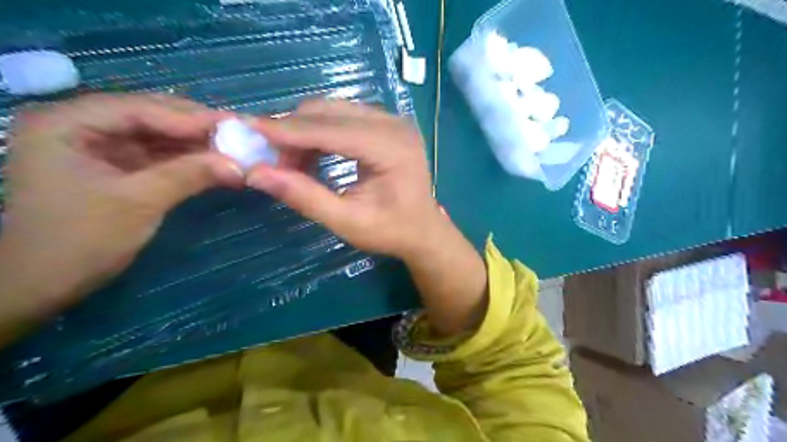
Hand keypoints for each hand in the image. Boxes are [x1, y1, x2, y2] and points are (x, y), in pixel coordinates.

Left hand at [0, 94, 243, 317]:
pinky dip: (186, 159)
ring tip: (233, 146)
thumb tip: (239, 165)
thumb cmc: (81, 240)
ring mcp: (97, 146)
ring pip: (156, 135)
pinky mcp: (114, 166)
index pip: (138, 108)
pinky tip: (213, 161)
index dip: (188, 117)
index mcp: (66, 123)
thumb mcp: (139, 202)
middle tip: (237, 132)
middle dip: (194, 126)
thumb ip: (189, 175)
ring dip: (194, 143)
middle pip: (148, 116)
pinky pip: (156, 155)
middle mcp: (79, 125)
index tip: (232, 125)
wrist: (45, 283)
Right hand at [245, 100, 444, 259]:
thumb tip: (257, 174)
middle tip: (270, 159)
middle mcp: (394, 125)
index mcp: (392, 148)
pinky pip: (344, 116)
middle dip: (294, 131)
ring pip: (334, 110)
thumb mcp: (347, 222)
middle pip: (331, 112)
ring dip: (305, 131)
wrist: (423, 230)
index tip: (249, 129)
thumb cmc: (390, 231)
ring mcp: (392, 121)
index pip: (332, 130)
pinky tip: (310, 155)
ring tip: (290, 163)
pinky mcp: (387, 124)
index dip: (289, 131)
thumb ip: (305, 197)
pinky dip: (320, 132)